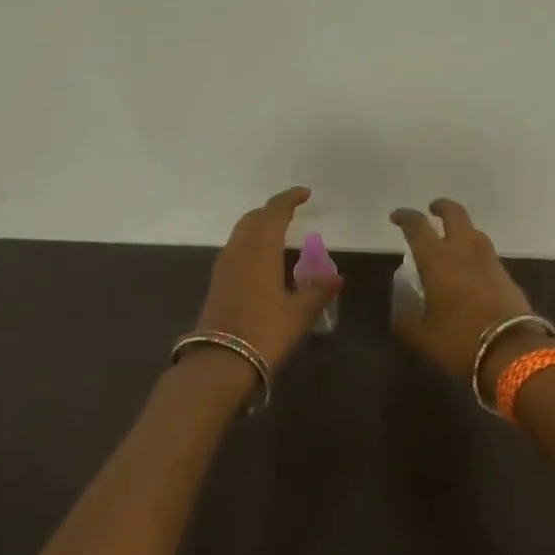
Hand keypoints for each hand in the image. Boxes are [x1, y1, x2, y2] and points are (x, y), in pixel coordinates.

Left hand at [195, 187, 341, 368]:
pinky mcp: (218, 282)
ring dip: (259, 227)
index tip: (304, 194)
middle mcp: (239, 251)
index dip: (288, 199)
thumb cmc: (264, 331)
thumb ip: (317, 291)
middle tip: (291, 212)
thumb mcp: (299, 313)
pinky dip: (251, 244)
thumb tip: (336, 278)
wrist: (220, 361)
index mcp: (260, 250)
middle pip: (253, 219)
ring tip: (279, 233)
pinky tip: (263, 260)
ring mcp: (224, 266)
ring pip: (241, 233)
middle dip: (271, 211)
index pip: (274, 213)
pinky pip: (236, 250)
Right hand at [389, 199, 538, 394]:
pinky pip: (486, 253)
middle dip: (442, 208)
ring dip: (461, 229)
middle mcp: (464, 251)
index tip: (396, 217)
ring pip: (474, 232)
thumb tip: (402, 312)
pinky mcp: (506, 275)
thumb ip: (407, 321)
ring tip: (451, 242)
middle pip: (455, 214)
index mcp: (437, 260)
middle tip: (432, 211)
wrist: (512, 351)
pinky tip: (470, 269)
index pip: (417, 226)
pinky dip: (474, 252)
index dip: (405, 217)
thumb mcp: (423, 337)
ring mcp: (489, 261)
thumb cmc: (459, 341)